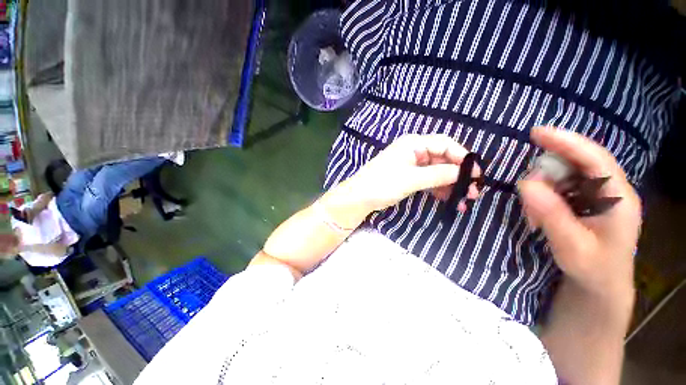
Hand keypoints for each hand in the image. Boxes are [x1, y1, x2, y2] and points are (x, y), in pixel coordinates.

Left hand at [344, 134, 480, 212]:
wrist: (359, 197)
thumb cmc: (382, 184)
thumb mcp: (411, 179)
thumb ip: (438, 174)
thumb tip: (464, 172)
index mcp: (413, 143)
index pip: (444, 144)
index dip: (462, 157)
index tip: (477, 173)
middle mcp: (414, 151)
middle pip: (442, 159)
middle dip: (458, 175)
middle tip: (473, 192)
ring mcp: (411, 165)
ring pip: (436, 172)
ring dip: (450, 185)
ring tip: (464, 201)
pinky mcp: (408, 177)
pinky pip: (428, 180)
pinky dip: (438, 189)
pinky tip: (448, 200)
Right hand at [517, 127, 639, 300]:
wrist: (601, 284)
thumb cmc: (593, 269)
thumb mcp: (571, 247)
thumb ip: (551, 215)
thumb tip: (526, 184)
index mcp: (619, 198)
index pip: (595, 158)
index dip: (567, 142)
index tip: (536, 132)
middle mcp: (612, 189)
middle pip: (577, 163)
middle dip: (547, 174)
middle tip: (528, 195)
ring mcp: (601, 193)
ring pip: (566, 173)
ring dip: (544, 187)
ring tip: (535, 214)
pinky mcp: (589, 198)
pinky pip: (562, 184)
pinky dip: (546, 194)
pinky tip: (541, 211)